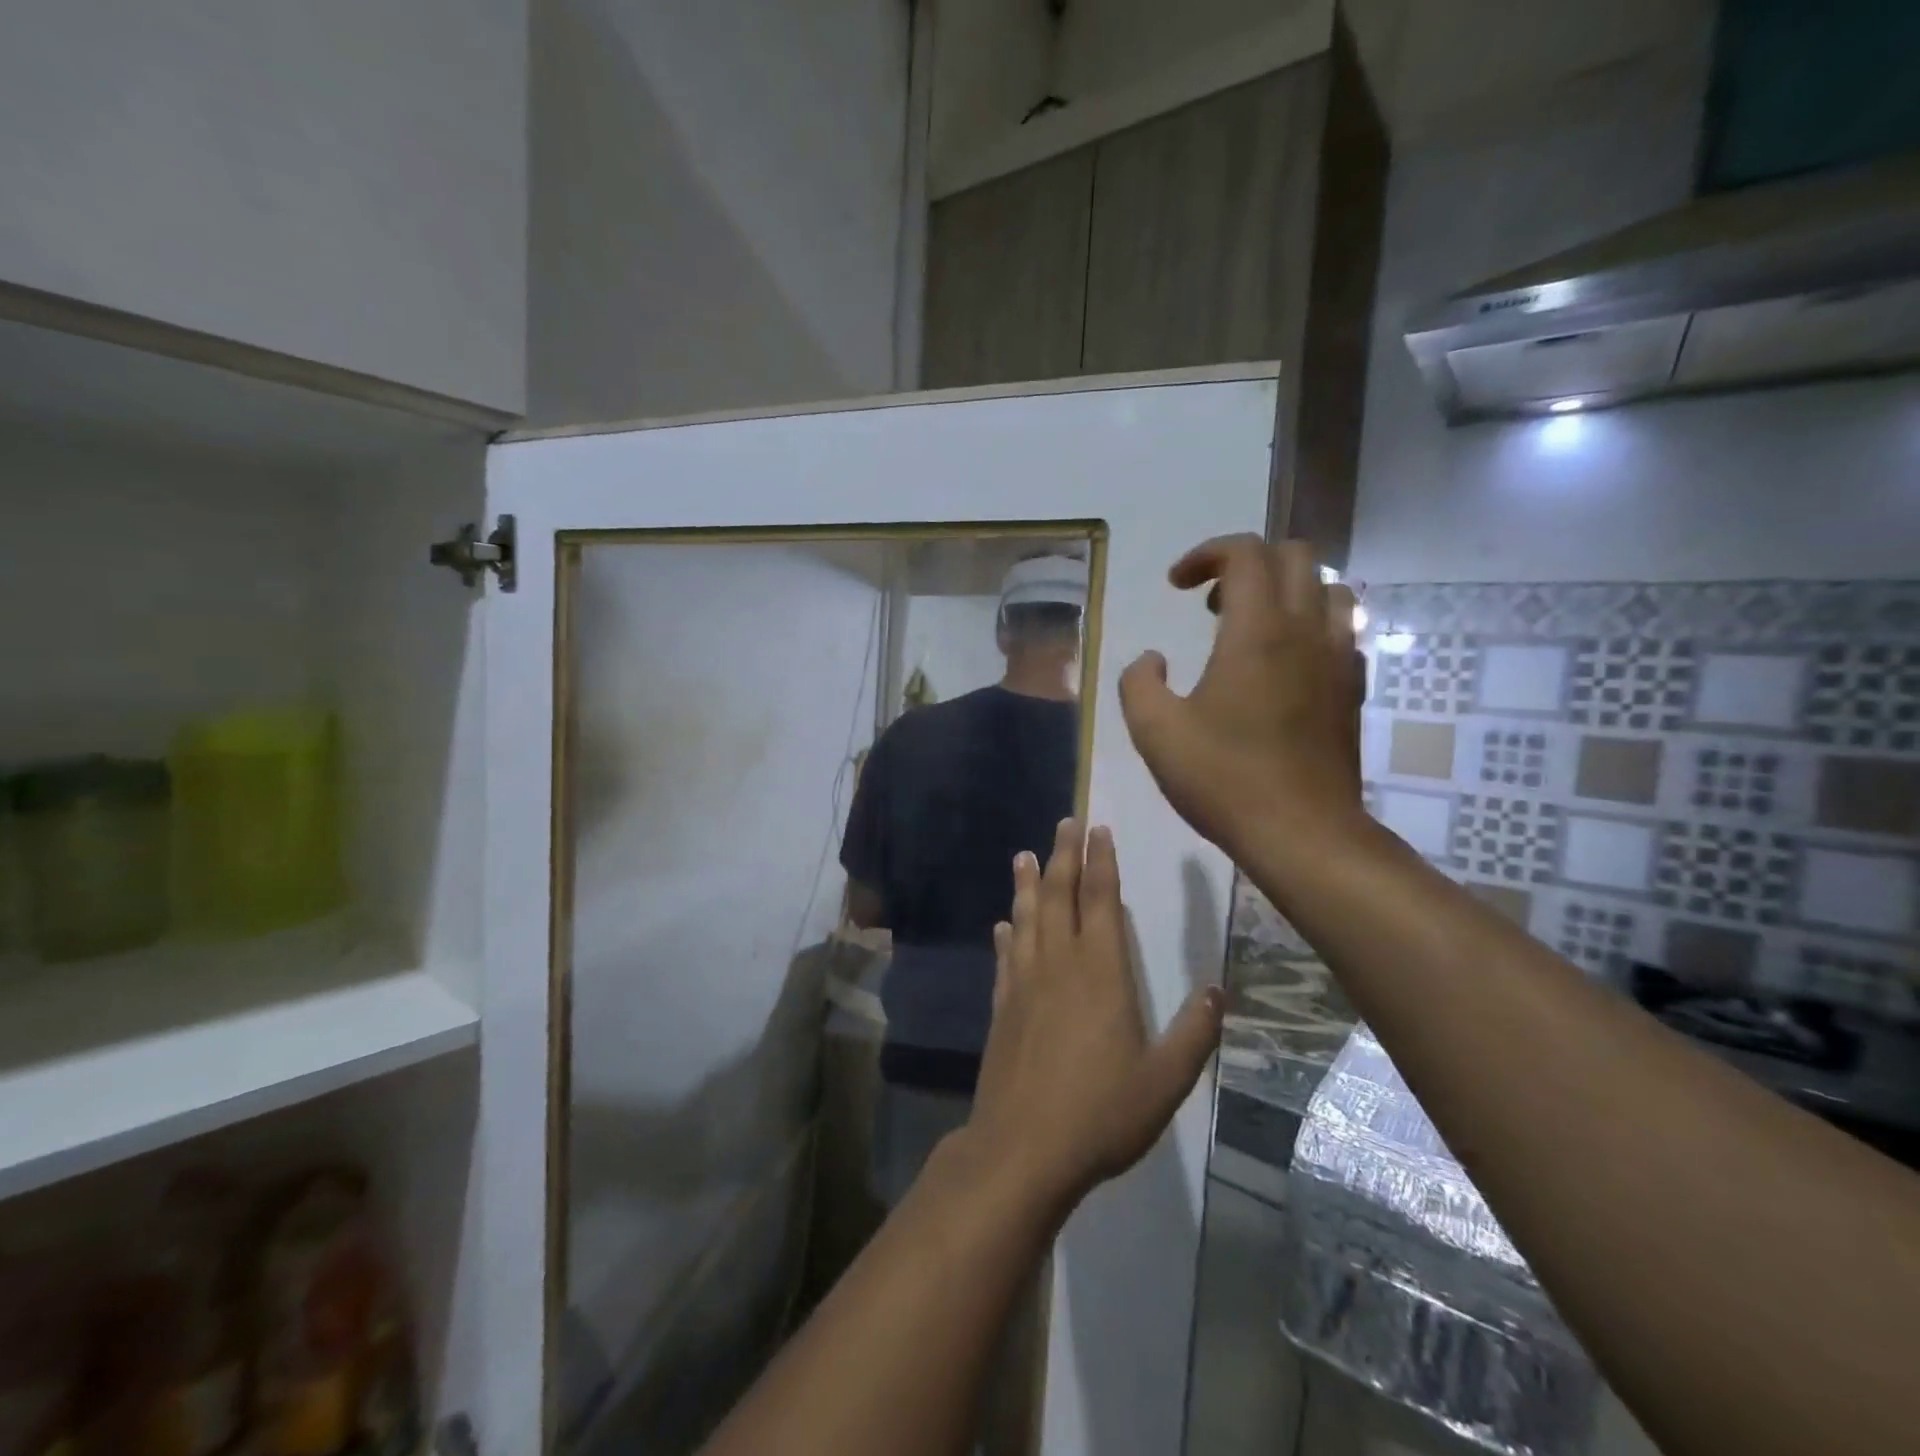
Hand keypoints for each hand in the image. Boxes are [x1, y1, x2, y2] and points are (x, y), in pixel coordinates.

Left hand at [964, 819, 1224, 1212]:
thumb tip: (1218, 992)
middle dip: (1064, 856)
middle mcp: (1060, 965)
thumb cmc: (1101, 1113)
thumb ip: (1193, 1034)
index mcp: (1102, 973)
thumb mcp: (1164, 1081)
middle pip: (1060, 897)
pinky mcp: (1003, 1006)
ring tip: (1024, 856)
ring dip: (1027, 885)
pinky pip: (1005, 958)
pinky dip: (1006, 935)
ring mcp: (1025, 983)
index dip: (1101, 863)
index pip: (1100, 901)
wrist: (1024, 1147)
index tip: (1098, 830)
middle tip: (1064, 823)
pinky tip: (1003, 924)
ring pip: (1026, 919)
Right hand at [1118, 536, 1365, 861]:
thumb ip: (1139, 683)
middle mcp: (1306, 630)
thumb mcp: (1155, 732)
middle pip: (1294, 556)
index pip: (1244, 552)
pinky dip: (1311, 625)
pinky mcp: (1352, 689)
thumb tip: (1151, 660)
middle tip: (1211, 604)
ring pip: (1329, 588)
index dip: (1205, 554)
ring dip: (1287, 590)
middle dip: (1247, 563)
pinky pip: (1342, 630)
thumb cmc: (1224, 779)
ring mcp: (1338, 659)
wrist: (1302, 833)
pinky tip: (1283, 665)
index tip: (1176, 586)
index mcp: (1257, 631)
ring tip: (1251, 626)